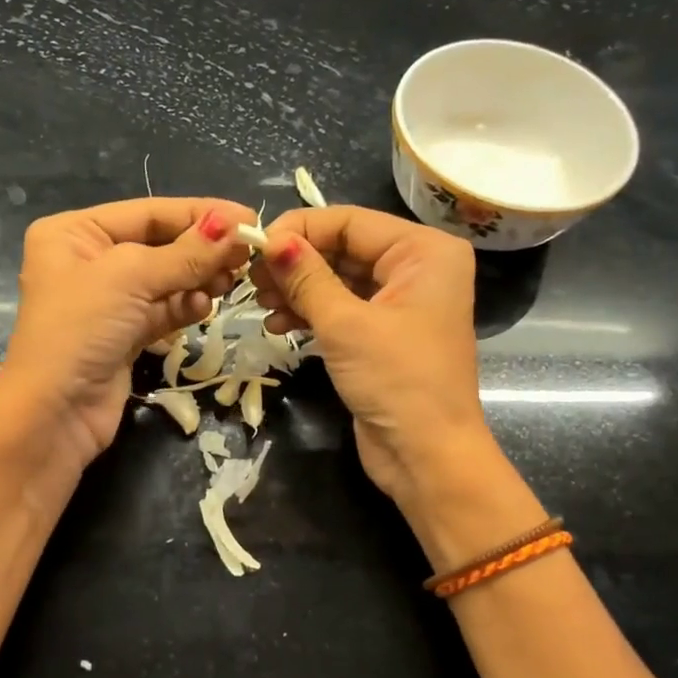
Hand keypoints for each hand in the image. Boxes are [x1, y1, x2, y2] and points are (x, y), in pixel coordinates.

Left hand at [0, 197, 257, 467]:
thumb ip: (186, 253)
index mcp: (74, 233)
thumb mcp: (131, 278)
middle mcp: (88, 261)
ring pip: (166, 279)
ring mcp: (107, 301)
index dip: (199, 214)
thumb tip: (235, 224)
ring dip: (198, 279)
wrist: (54, 414)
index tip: (249, 217)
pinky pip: (163, 310)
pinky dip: (185, 307)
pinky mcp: (124, 335)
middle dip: (201, 250)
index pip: (148, 213)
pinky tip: (203, 308)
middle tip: (245, 255)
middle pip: (159, 244)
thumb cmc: (80, 329)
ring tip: (228, 283)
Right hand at [253, 205, 490, 500]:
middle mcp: (416, 267)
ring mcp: (399, 301)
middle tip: (250, 279)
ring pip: (337, 278)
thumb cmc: (396, 381)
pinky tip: (277, 325)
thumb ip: (306, 277)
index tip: (253, 246)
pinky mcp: (382, 332)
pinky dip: (309, 312)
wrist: (427, 457)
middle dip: (295, 263)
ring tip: (260, 304)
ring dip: (296, 289)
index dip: (299, 230)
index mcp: (424, 251)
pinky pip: (340, 307)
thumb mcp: (345, 324)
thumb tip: (269, 239)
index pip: (350, 221)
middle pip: (343, 247)